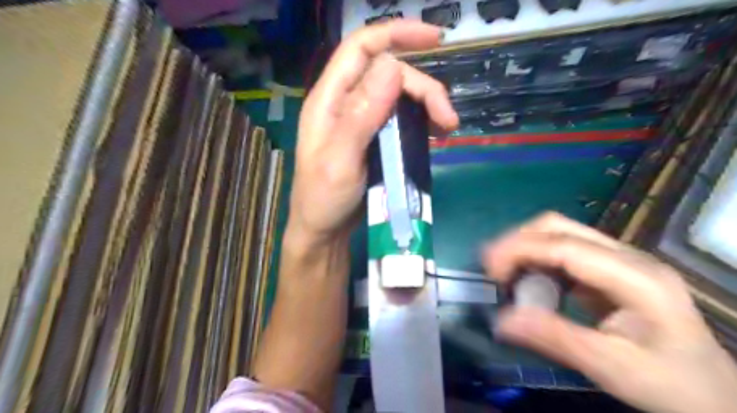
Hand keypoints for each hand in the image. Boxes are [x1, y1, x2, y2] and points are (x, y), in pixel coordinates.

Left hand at [287, 22, 455, 244]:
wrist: (325, 231)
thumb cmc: (323, 199)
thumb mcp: (340, 160)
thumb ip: (362, 114)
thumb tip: (392, 67)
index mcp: (330, 99)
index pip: (361, 49)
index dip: (395, 33)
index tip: (435, 38)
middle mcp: (347, 104)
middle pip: (390, 75)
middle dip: (423, 89)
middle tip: (448, 119)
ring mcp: (362, 122)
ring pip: (400, 97)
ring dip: (427, 106)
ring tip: (447, 128)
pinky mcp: (375, 140)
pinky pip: (402, 120)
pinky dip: (421, 123)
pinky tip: (435, 136)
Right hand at [485, 215, 736, 412]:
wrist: (716, 395)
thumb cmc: (671, 384)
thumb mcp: (611, 367)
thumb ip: (555, 338)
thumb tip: (502, 320)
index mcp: (635, 277)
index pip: (565, 245)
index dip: (519, 249)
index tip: (489, 269)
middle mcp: (627, 257)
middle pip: (559, 226)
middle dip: (517, 241)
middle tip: (493, 269)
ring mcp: (620, 259)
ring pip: (559, 232)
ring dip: (525, 247)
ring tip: (504, 273)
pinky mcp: (610, 269)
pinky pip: (564, 250)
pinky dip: (538, 259)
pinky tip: (529, 279)